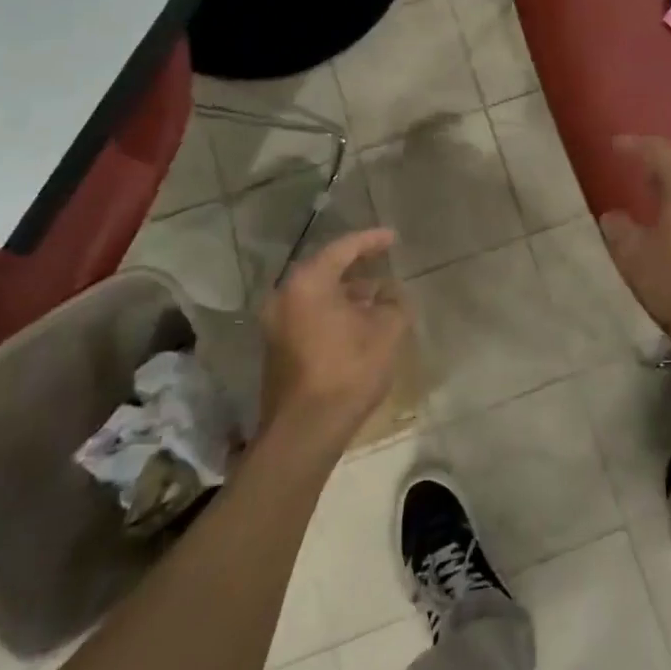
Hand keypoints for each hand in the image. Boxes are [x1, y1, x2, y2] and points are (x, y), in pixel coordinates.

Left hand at [259, 228, 409, 451]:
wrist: (304, 431)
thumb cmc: (347, 371)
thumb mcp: (387, 330)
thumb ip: (394, 303)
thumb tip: (389, 295)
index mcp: (307, 283)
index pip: (342, 248)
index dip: (371, 240)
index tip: (393, 237)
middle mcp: (285, 297)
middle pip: (324, 269)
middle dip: (356, 265)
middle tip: (382, 259)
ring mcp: (276, 324)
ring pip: (317, 294)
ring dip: (346, 291)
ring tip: (378, 294)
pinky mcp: (278, 348)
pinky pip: (309, 314)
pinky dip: (334, 310)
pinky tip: (359, 321)